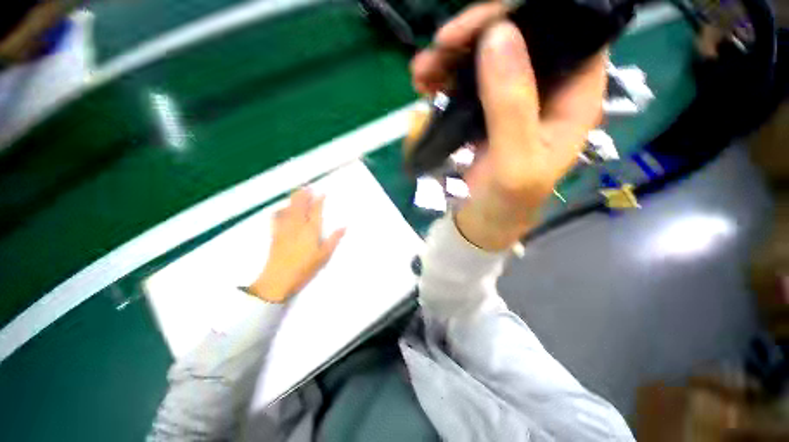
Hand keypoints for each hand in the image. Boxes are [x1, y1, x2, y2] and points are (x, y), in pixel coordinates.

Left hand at [248, 189, 344, 302]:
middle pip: (300, 206)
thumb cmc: (305, 268)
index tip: (322, 193)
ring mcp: (284, 229)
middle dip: (304, 195)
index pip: (315, 211)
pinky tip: (282, 209)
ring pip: (289, 209)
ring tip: (297, 192)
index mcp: (311, 230)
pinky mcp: (275, 234)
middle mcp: (297, 225)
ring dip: (293, 199)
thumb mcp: (324, 256)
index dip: (319, 201)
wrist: (278, 279)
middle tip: (307, 187)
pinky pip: (277, 217)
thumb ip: (334, 239)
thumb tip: (344, 226)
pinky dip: (280, 210)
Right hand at [411, 2, 605, 250]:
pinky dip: (443, 80)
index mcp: (573, 97)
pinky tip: (424, 87)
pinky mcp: (484, 112)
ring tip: (422, 72)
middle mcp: (546, 90)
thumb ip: (512, 105)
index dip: (527, 16)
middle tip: (440, 48)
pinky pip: (465, 82)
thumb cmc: (505, 203)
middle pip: (519, 37)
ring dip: (451, 59)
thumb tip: (499, 36)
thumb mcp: (514, 162)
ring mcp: (512, 99)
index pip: (567, 30)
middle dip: (476, 35)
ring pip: (485, 57)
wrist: (482, 222)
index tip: (481, 27)